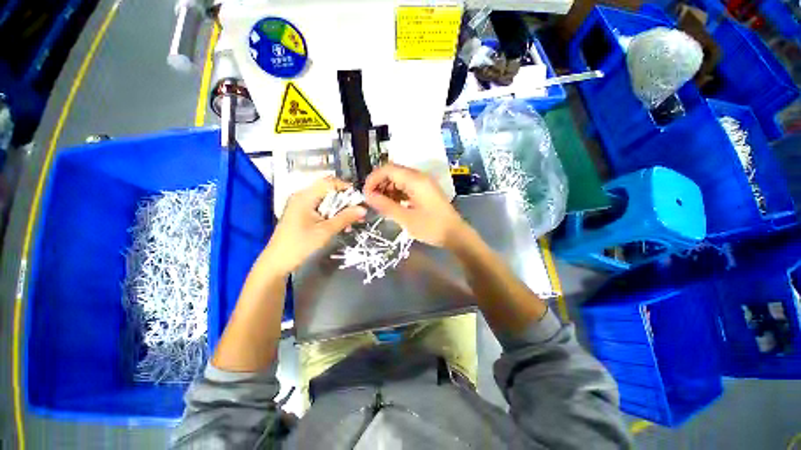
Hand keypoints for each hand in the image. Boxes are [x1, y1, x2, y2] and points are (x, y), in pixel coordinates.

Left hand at [264, 177, 365, 275]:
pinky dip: (332, 215)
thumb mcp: (326, 231)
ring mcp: (301, 205)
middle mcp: (302, 197)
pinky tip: (341, 225)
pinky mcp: (302, 214)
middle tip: (358, 213)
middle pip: (329, 191)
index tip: (359, 199)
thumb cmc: (300, 245)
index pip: (329, 182)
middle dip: (345, 201)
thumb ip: (345, 218)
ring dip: (341, 210)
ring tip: (352, 222)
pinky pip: (321, 209)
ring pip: (327, 201)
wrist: (278, 262)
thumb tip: (363, 209)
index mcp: (305, 196)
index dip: (346, 188)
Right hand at [364, 163, 467, 247]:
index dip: (373, 179)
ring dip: (388, 189)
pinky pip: (407, 186)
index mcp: (415, 180)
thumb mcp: (406, 218)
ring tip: (381, 204)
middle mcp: (420, 177)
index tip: (365, 194)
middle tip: (372, 200)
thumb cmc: (431, 227)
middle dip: (380, 184)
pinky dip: (397, 193)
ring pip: (400, 179)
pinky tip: (393, 205)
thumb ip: (385, 205)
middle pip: (393, 172)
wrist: (455, 234)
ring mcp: (424, 183)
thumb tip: (368, 196)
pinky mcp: (426, 191)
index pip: (388, 169)